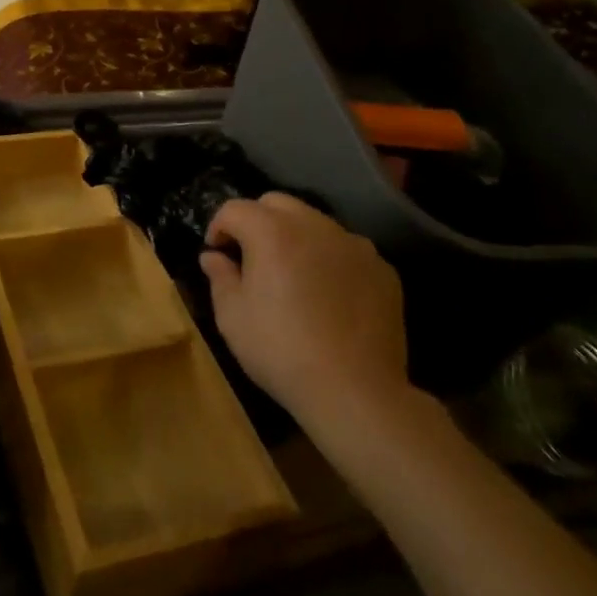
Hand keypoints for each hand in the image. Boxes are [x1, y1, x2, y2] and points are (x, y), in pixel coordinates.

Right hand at [201, 193, 412, 434]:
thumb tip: (213, 257)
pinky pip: (346, 250)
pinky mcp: (382, 268)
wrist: (356, 392)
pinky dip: (330, 260)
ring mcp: (354, 244)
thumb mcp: (232, 318)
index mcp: (272, 231)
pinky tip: (329, 295)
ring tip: (293, 275)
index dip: (219, 227)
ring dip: (296, 237)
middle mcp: (314, 225)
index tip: (217, 254)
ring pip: (315, 223)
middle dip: (257, 221)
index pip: (235, 209)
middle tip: (251, 258)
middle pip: (276, 203)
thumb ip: (220, 277)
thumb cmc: (282, 351)